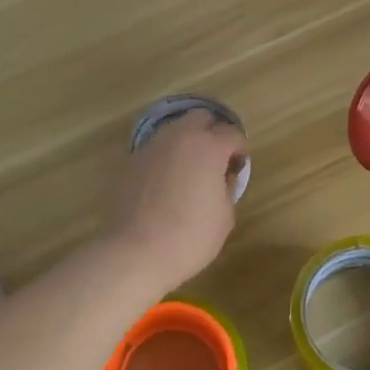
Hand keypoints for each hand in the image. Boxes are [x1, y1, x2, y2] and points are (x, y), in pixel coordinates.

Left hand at [108, 110, 246, 290]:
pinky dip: (166, 157)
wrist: (136, 252)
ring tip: (189, 170)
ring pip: (174, 130)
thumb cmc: (190, 236)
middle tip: (215, 160)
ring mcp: (151, 147)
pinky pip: (155, 149)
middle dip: (212, 132)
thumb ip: (227, 187)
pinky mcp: (131, 162)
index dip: (239, 149)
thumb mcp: (225, 216)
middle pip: (200, 117)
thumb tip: (222, 176)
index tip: (237, 168)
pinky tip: (166, 182)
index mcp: (209, 147)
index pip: (232, 133)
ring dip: (187, 142)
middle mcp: (179, 137)